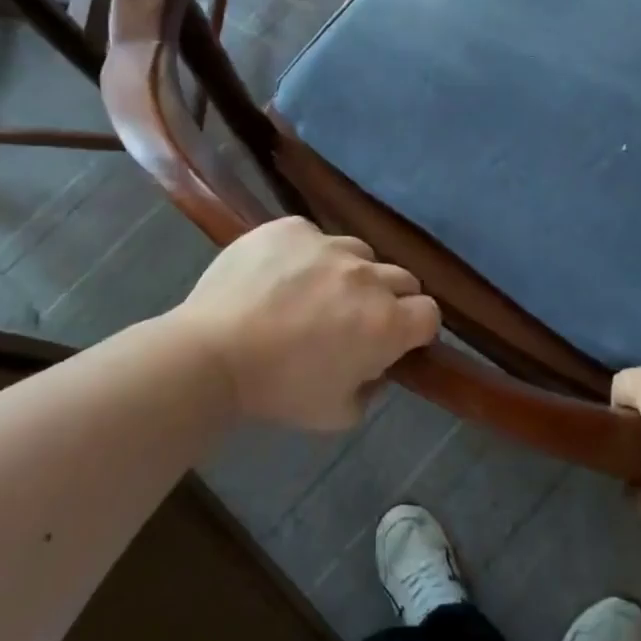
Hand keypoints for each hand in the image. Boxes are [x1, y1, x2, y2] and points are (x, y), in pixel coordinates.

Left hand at [174, 218, 440, 431]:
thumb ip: (372, 389)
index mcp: (386, 323)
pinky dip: (307, 254)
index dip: (416, 329)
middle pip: (403, 278)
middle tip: (356, 318)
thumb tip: (375, 367)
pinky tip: (280, 275)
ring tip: (315, 292)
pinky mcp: (291, 227)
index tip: (395, 340)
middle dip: (390, 298)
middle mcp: (367, 276)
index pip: (430, 314)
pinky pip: (314, 236)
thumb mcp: (338, 413)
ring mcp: (328, 245)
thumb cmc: (278, 390)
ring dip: (351, 273)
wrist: (211, 353)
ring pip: (360, 252)